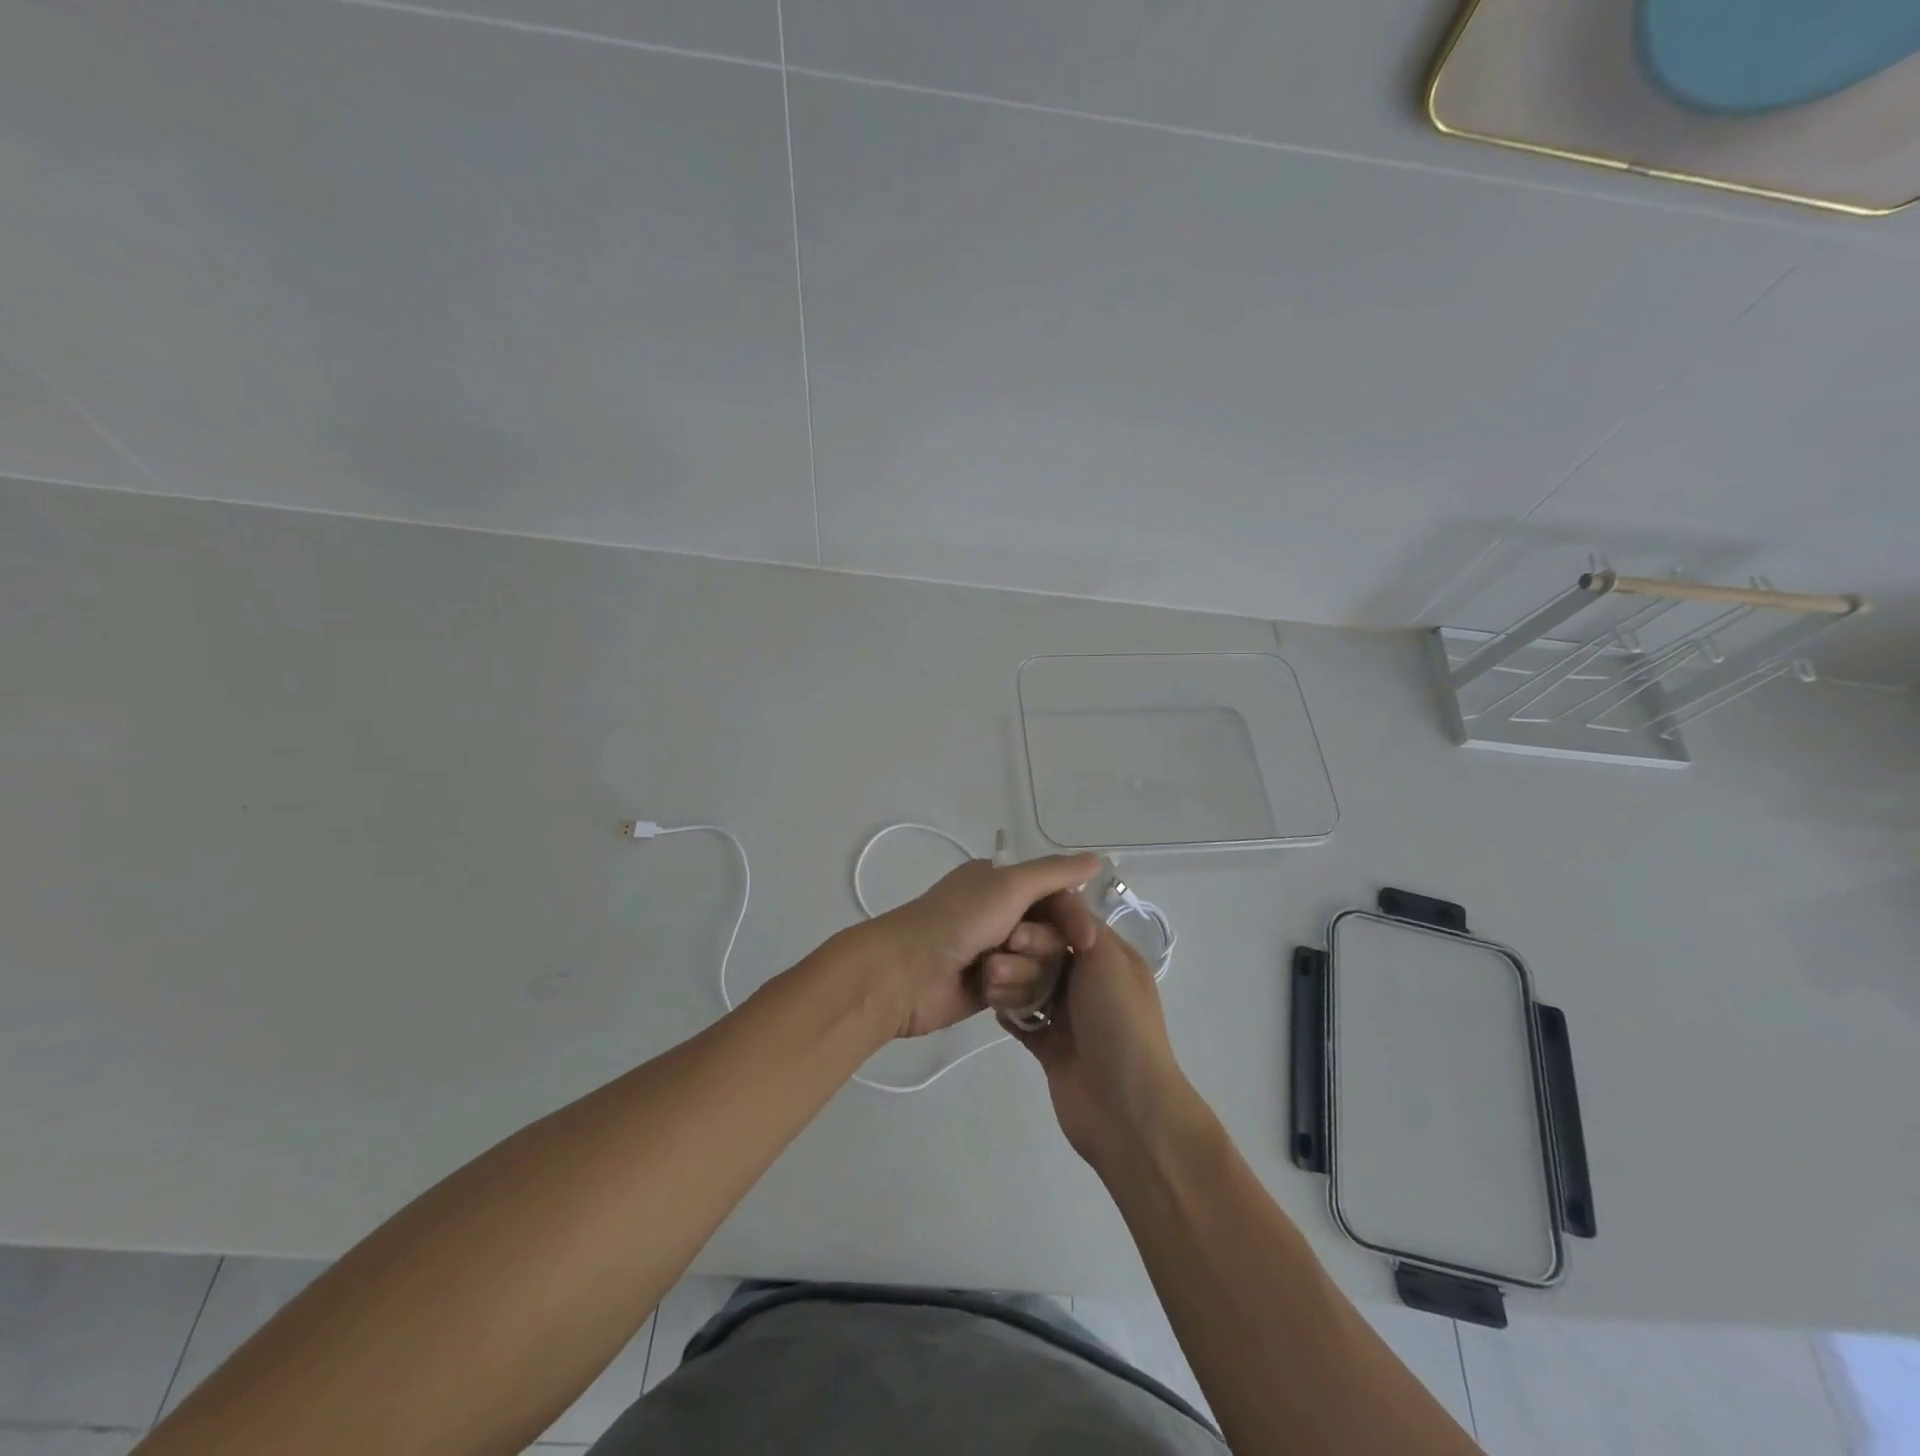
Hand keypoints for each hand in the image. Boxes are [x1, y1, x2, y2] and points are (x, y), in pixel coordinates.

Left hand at [866, 852, 1099, 1037]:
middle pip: (1053, 936)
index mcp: (1003, 883)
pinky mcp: (990, 989)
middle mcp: (1002, 914)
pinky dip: (1009, 992)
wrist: (908, 972)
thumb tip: (1097, 858)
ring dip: (1020, 972)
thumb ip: (1055, 874)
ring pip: (1041, 968)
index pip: (1058, 897)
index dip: (1074, 918)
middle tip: (1011, 945)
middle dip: (1037, 946)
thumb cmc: (959, 919)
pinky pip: (1024, 993)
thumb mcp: (1009, 885)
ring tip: (990, 973)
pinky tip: (988, 994)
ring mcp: (996, 952)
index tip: (1086, 941)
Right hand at [1004, 894, 1203, 1173]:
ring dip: (1010, 982)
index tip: (1015, 930)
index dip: (1041, 924)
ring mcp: (1071, 1017)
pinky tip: (991, 1004)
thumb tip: (1060, 904)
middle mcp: (1091, 983)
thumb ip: (1080, 926)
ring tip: (990, 984)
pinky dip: (1009, 1012)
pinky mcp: (1051, 1047)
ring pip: (1031, 985)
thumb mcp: (1108, 959)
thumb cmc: (1119, 1021)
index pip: (1069, 925)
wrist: (1126, 1106)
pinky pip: (1024, 1020)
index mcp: (1110, 958)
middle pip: (1045, 954)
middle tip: (997, 963)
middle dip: (1020, 954)